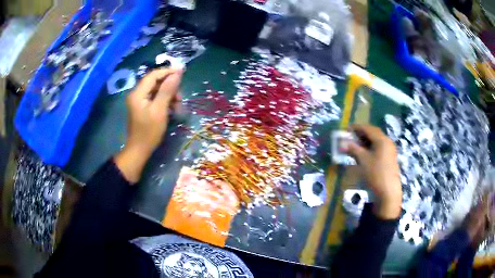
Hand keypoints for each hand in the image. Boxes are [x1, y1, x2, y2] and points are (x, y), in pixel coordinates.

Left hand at [115, 67, 183, 182]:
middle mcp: (137, 94)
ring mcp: (139, 101)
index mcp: (138, 93)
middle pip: (155, 82)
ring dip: (168, 94)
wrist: (139, 150)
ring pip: (156, 90)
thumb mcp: (160, 110)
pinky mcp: (143, 107)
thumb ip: (167, 90)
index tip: (182, 73)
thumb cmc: (149, 132)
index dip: (167, 72)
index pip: (153, 75)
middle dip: (169, 86)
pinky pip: (155, 98)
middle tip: (180, 97)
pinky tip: (172, 108)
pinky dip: (164, 100)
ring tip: (177, 105)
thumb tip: (177, 73)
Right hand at [344, 125, 401, 218]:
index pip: (367, 128)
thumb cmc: (375, 173)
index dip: (356, 127)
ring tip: (356, 145)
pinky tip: (365, 153)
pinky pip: (379, 147)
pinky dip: (371, 147)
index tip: (346, 129)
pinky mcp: (390, 157)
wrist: (388, 191)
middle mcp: (387, 141)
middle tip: (351, 137)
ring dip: (366, 141)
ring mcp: (390, 150)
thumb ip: (353, 149)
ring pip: (376, 140)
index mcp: (381, 139)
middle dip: (361, 133)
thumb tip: (343, 142)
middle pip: (373, 133)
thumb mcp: (363, 160)